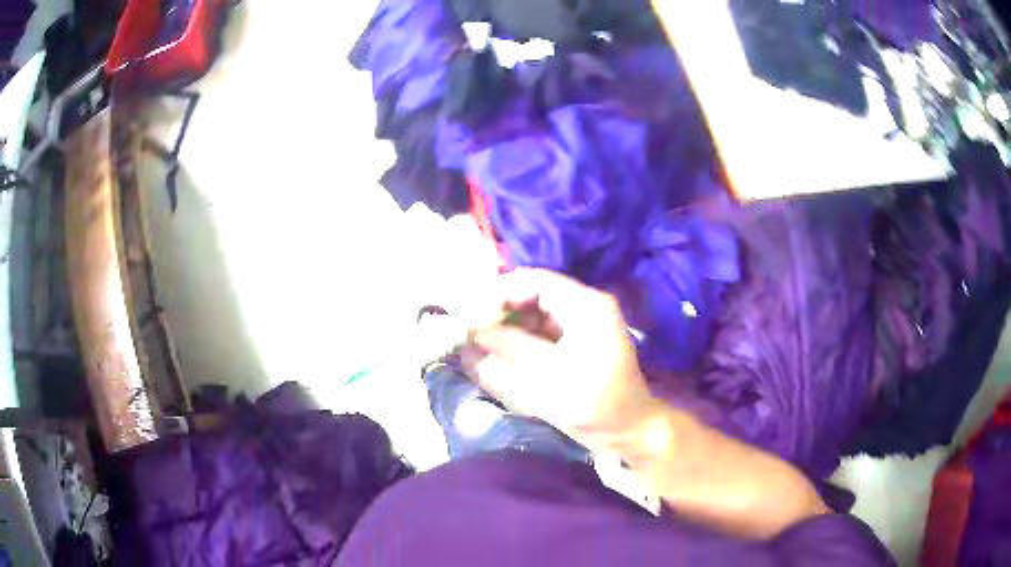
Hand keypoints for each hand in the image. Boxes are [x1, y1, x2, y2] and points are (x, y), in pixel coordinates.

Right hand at [460, 269, 663, 440]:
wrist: (627, 431)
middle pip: (532, 295)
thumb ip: (510, 347)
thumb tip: (470, 331)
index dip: (500, 292)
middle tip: (469, 330)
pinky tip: (498, 354)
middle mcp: (583, 307)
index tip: (471, 314)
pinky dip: (518, 340)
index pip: (535, 281)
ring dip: (506, 326)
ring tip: (477, 343)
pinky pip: (540, 332)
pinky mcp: (574, 343)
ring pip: (533, 314)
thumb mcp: (550, 375)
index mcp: (586, 306)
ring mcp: (580, 325)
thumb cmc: (595, 403)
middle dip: (500, 310)